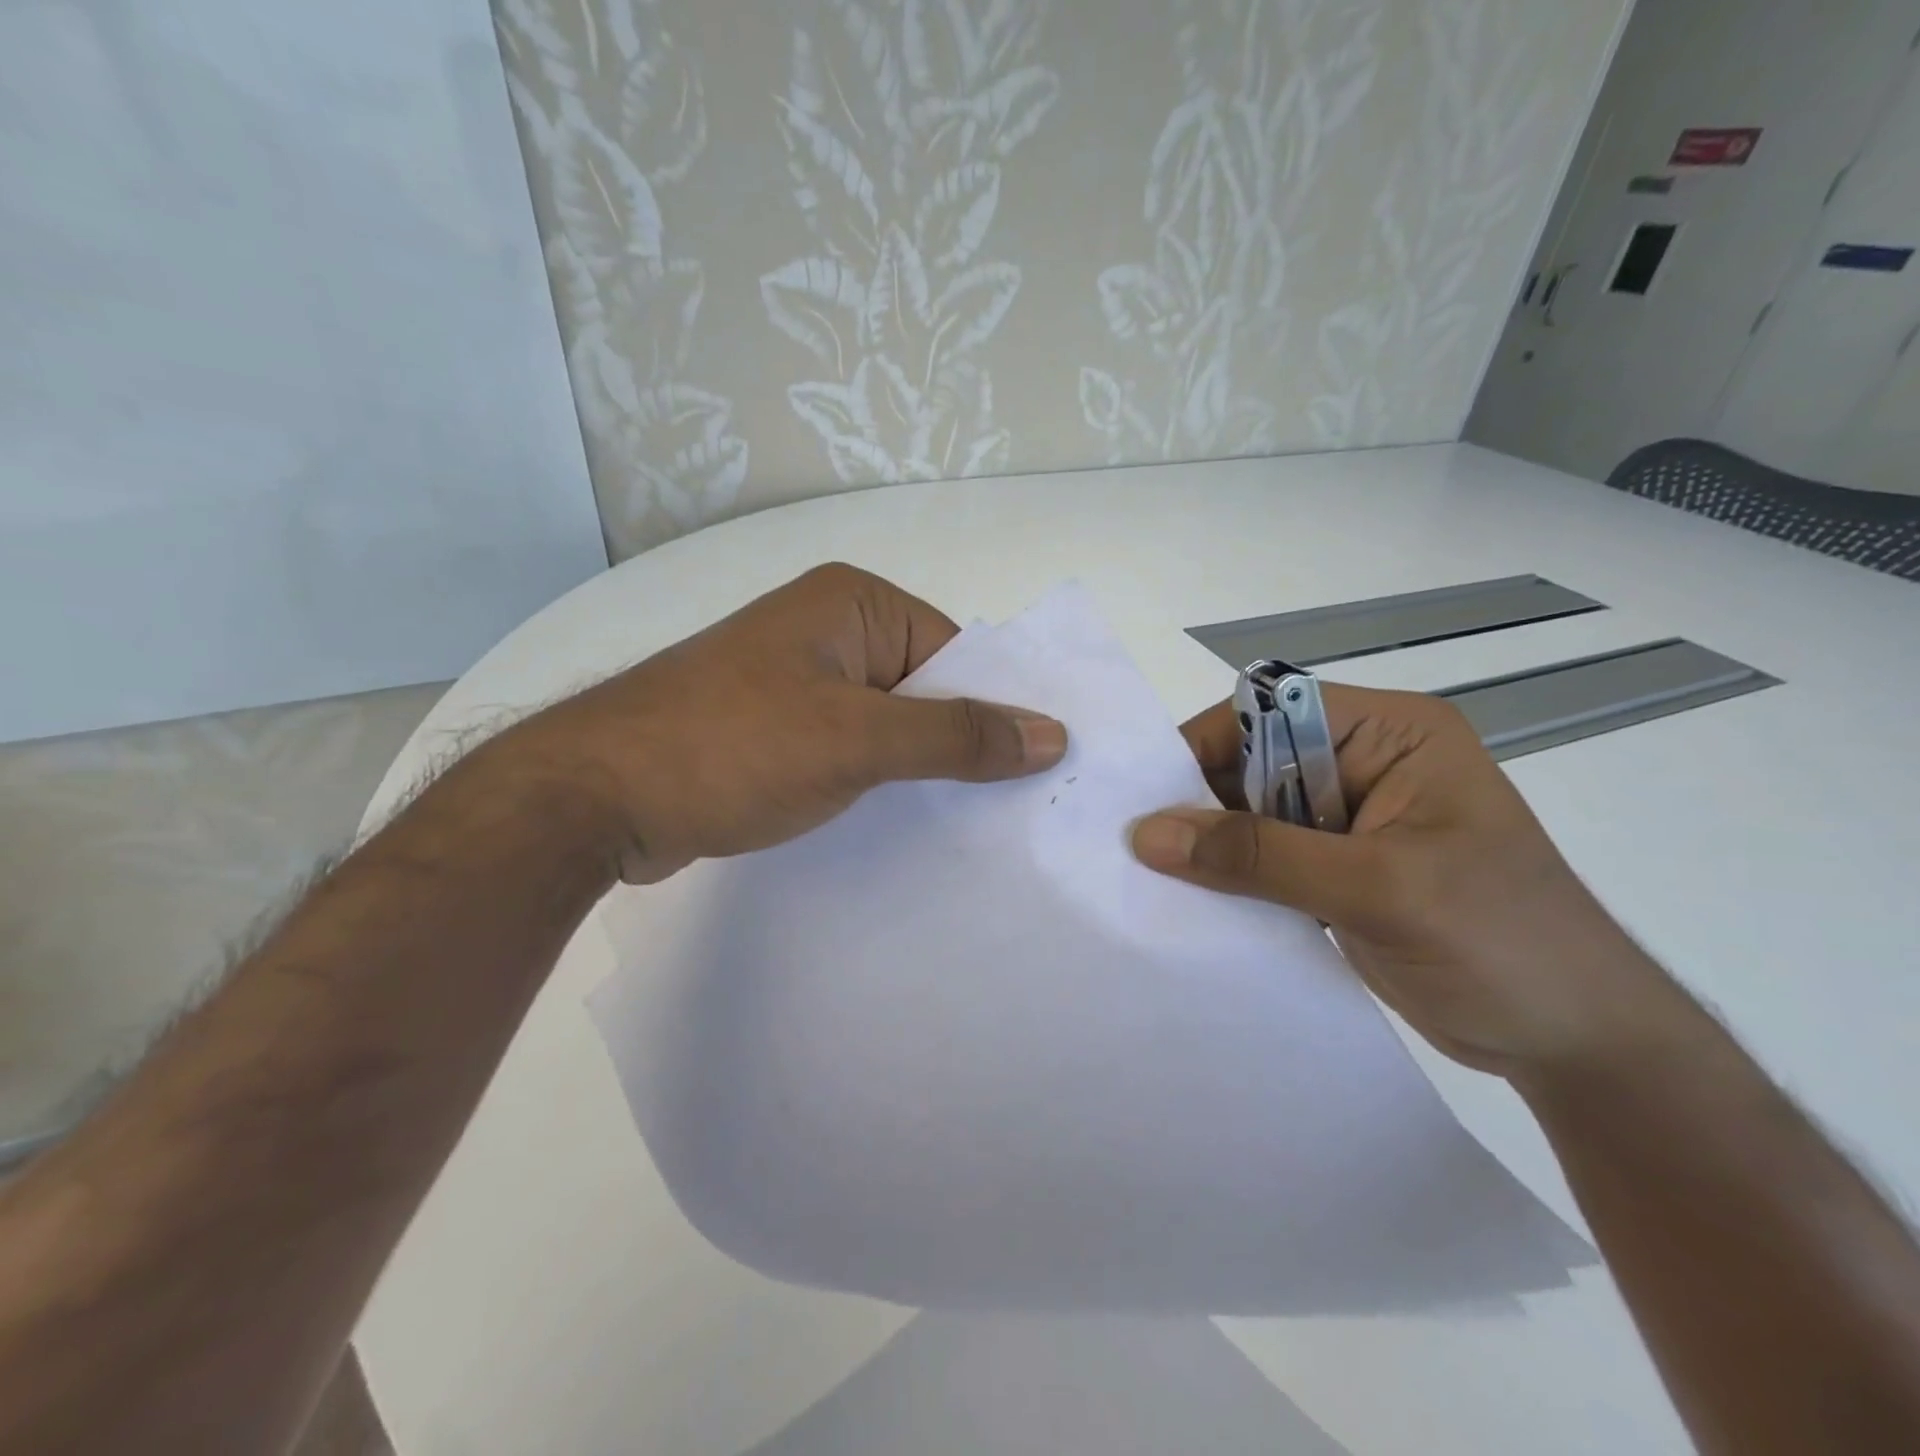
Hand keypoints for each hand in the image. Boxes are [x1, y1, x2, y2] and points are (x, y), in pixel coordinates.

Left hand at [501, 563, 1066, 882]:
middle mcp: (831, 631)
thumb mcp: (857, 740)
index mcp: (854, 604)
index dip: (998, 708)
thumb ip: (956, 736)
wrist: (596, 797)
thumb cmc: (733, 747)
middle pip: (927, 689)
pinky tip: (908, 825)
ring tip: (974, 826)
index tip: (1038, 770)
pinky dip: (881, 783)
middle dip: (963, 745)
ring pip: (891, 725)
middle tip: (1018, 809)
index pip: (958, 653)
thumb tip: (1052, 734)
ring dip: (922, 770)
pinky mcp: (778, 729)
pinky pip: (853, 750)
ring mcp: (801, 682)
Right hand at [1131, 684, 1691, 1078]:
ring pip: (1252, 814)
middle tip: (1138, 847)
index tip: (1147, 799)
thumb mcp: (1376, 888)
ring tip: (1152, 878)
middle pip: (1254, 763)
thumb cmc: (1503, 943)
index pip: (1271, 712)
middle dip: (1200, 803)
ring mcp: (1350, 821)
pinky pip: (1264, 860)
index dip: (1207, 746)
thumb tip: (1147, 835)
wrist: (1580, 1045)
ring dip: (1210, 846)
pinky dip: (1230, 879)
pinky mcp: (1338, 871)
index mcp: (1390, 734)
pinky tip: (1194, 904)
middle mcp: (1365, 764)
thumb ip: (1258, 856)